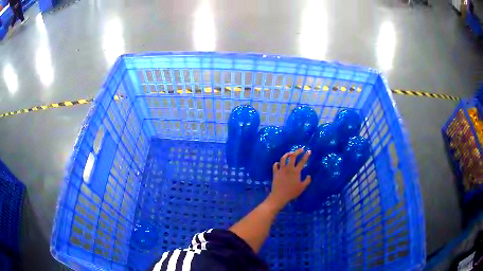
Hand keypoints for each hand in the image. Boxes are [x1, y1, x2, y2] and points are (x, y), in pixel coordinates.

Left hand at [266, 149, 311, 209]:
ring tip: (290, 153)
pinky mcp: (275, 172)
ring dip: (287, 154)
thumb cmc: (292, 192)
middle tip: (300, 149)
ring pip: (283, 158)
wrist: (279, 196)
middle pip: (292, 156)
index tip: (309, 151)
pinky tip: (279, 163)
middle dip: (297, 151)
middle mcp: (288, 168)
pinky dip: (277, 163)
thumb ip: (307, 181)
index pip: (302, 161)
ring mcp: (281, 170)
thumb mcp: (302, 187)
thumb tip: (309, 175)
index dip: (306, 155)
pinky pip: (275, 165)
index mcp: (296, 171)